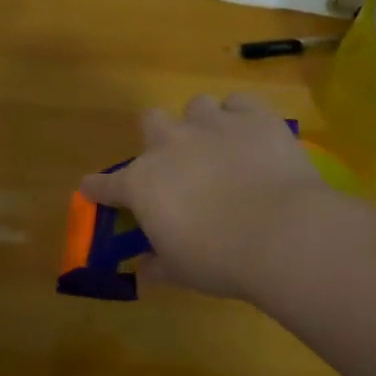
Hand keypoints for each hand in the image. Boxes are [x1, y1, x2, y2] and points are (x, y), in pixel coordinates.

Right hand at [80, 93, 332, 301]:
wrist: (283, 234)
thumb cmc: (220, 260)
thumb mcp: (181, 272)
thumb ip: (159, 265)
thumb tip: (146, 267)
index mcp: (142, 184)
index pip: (106, 184)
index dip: (97, 188)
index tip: (92, 190)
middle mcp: (171, 145)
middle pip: (150, 122)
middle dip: (158, 139)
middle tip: (177, 165)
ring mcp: (213, 125)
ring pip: (196, 105)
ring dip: (201, 124)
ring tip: (218, 146)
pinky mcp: (255, 117)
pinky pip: (239, 103)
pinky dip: (241, 116)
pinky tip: (249, 135)